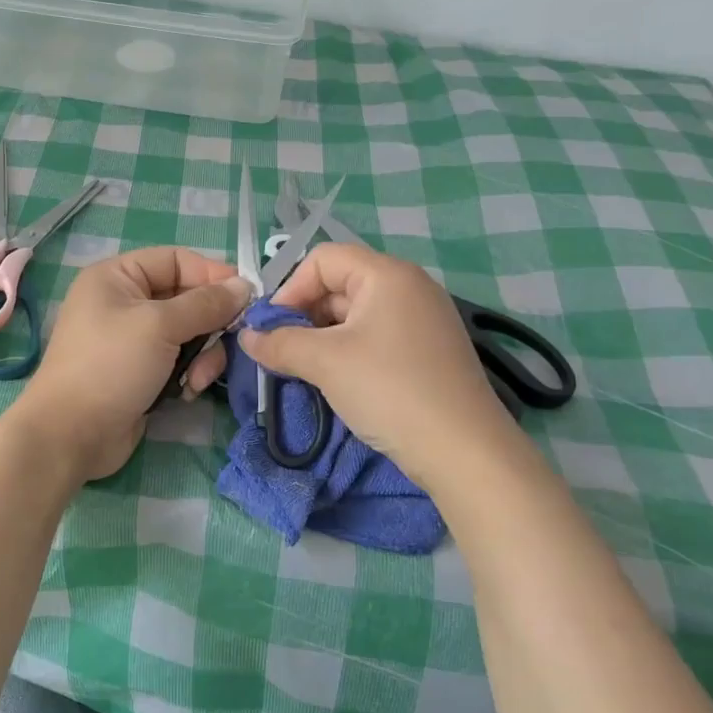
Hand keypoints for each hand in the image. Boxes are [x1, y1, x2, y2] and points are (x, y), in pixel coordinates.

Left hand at [13, 247, 251, 482]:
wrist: (72, 435)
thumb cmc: (111, 365)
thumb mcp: (160, 326)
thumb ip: (205, 304)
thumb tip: (243, 285)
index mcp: (118, 277)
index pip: (176, 260)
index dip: (211, 274)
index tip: (245, 296)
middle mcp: (124, 302)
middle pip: (186, 298)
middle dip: (210, 323)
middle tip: (230, 342)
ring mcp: (133, 339)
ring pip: (188, 332)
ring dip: (203, 354)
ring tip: (199, 378)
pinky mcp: (142, 372)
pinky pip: (179, 360)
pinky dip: (190, 373)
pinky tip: (188, 392)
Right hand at [237, 243, 524, 488]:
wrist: (465, 453)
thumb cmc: (390, 390)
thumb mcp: (325, 363)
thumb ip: (279, 343)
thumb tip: (246, 336)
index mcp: (387, 274)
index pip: (323, 259)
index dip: (290, 288)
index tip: (274, 329)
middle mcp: (410, 286)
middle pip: (340, 283)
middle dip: (305, 315)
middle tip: (286, 353)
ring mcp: (424, 318)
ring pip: (357, 313)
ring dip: (324, 336)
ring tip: (308, 370)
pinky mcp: (430, 350)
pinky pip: (378, 335)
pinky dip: (351, 350)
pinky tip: (342, 381)